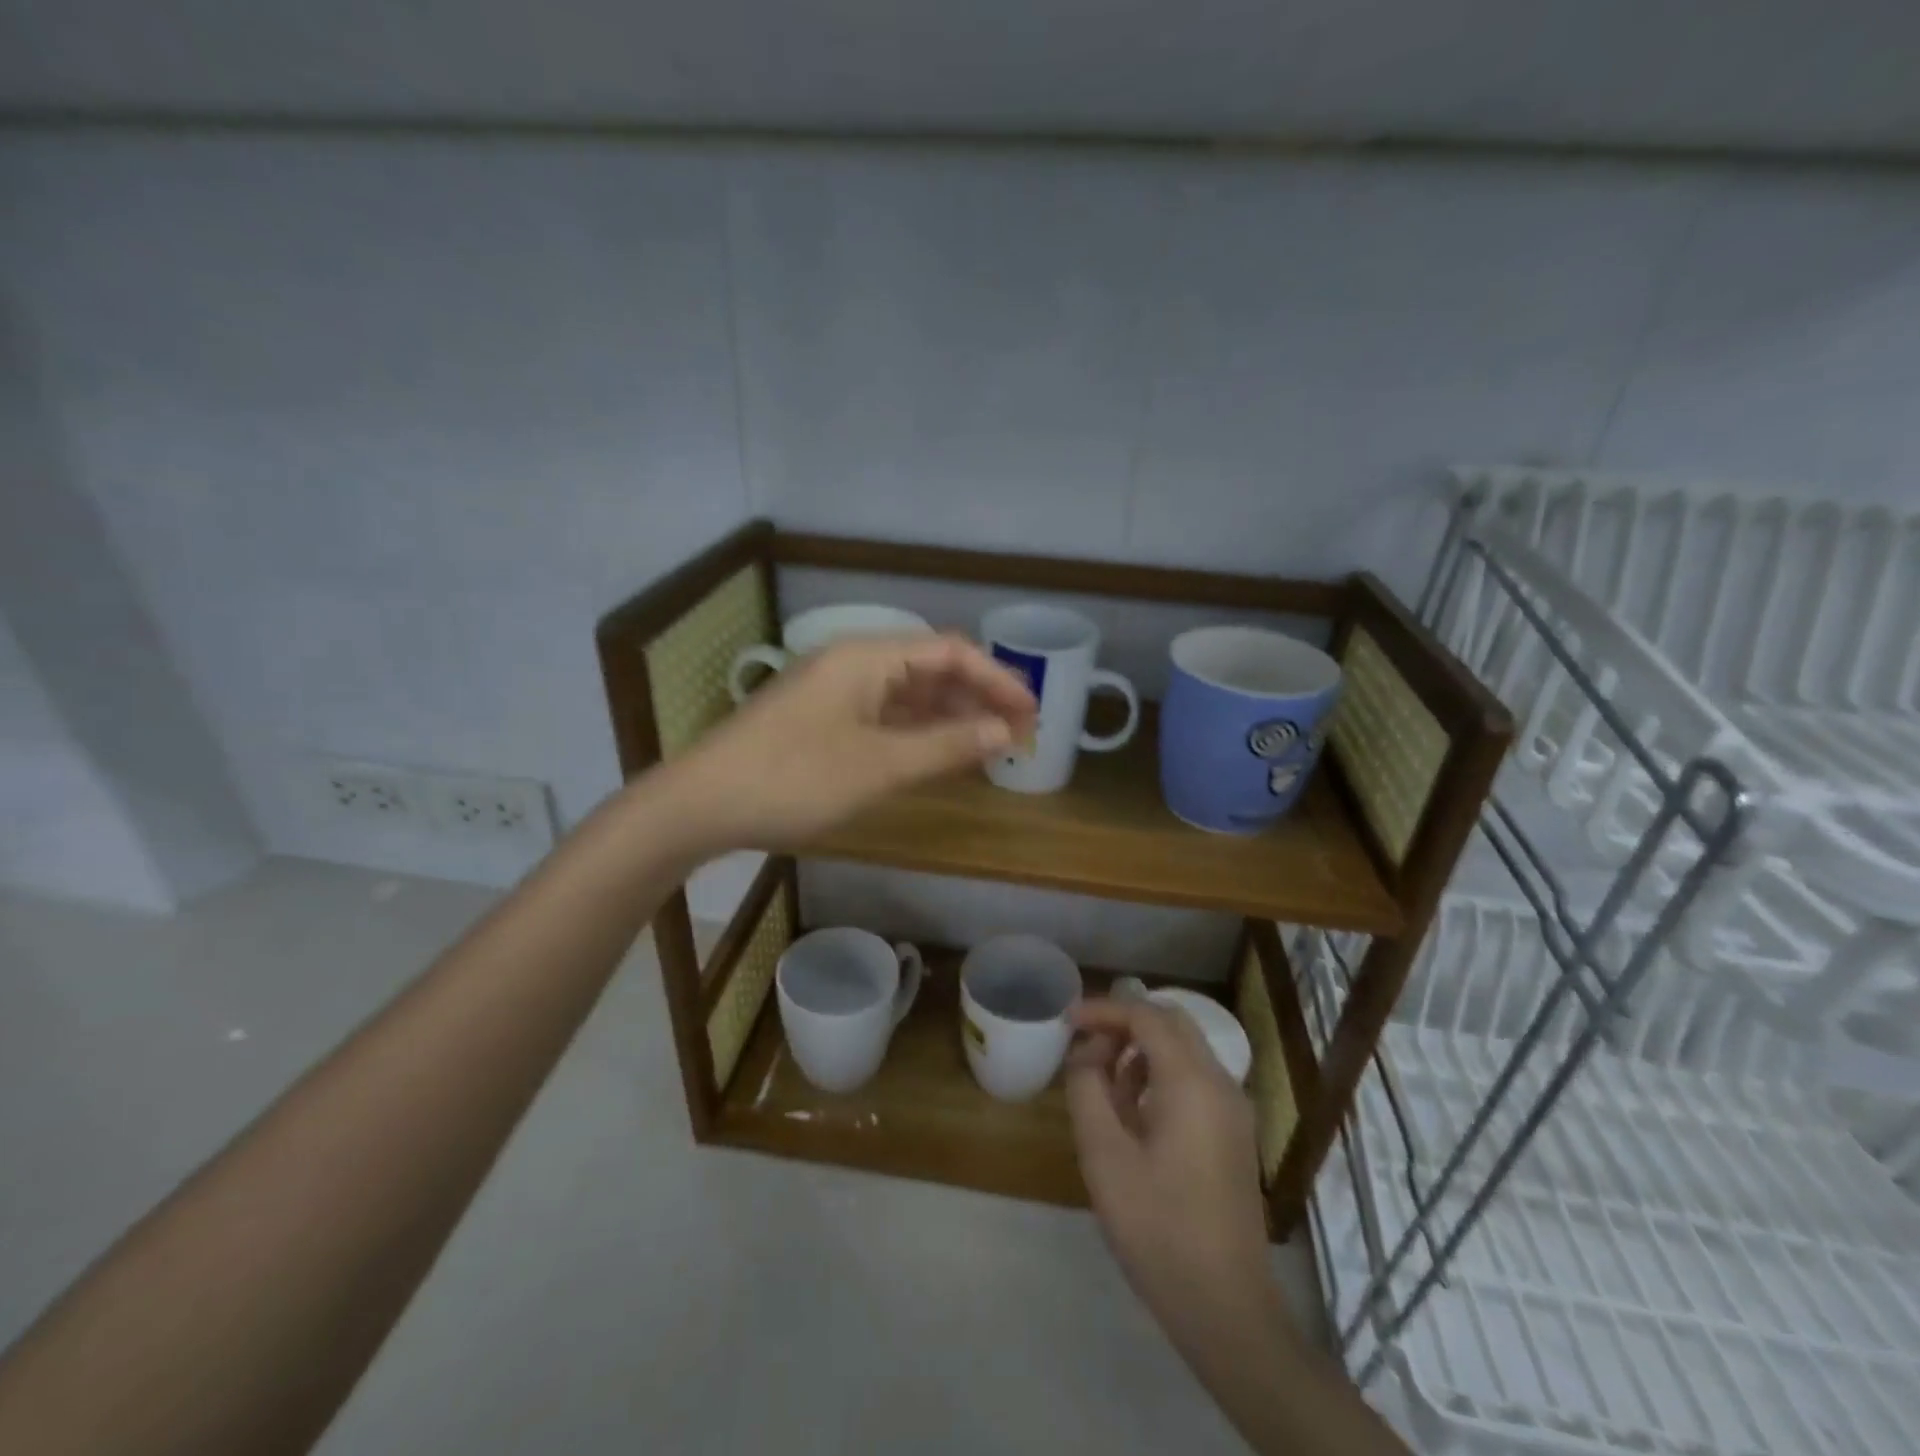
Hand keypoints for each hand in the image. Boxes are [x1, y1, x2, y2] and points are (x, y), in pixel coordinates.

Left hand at [673, 633, 1035, 851]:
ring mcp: (833, 691)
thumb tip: (1004, 732)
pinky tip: (936, 753)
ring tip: (987, 746)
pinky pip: (883, 714)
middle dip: (977, 697)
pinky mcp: (820, 719)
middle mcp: (853, 663)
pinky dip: (916, 731)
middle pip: (931, 668)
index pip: (951, 652)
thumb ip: (945, 746)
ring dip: (948, 716)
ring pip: (907, 693)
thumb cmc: (794, 779)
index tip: (1031, 715)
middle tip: (1017, 735)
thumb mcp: (878, 765)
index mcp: (867, 657)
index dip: (997, 679)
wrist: (700, 805)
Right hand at [1066, 998, 1270, 1331]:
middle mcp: (1221, 1083)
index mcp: (1192, 1082)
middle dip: (1124, 1023)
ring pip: (1184, 1050)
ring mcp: (1233, 1110)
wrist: (1226, 1308)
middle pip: (1171, 1023)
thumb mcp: (1104, 1156)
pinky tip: (1132, 1110)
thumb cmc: (1158, 1228)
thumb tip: (1086, 1054)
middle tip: (1084, 1044)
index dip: (1104, 1009)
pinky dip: (1160, 1074)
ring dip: (1142, 1049)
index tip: (1067, 1019)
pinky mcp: (1233, 1134)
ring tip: (1101, 1079)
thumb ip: (1088, 1090)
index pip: (1146, 1016)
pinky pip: (1194, 1080)